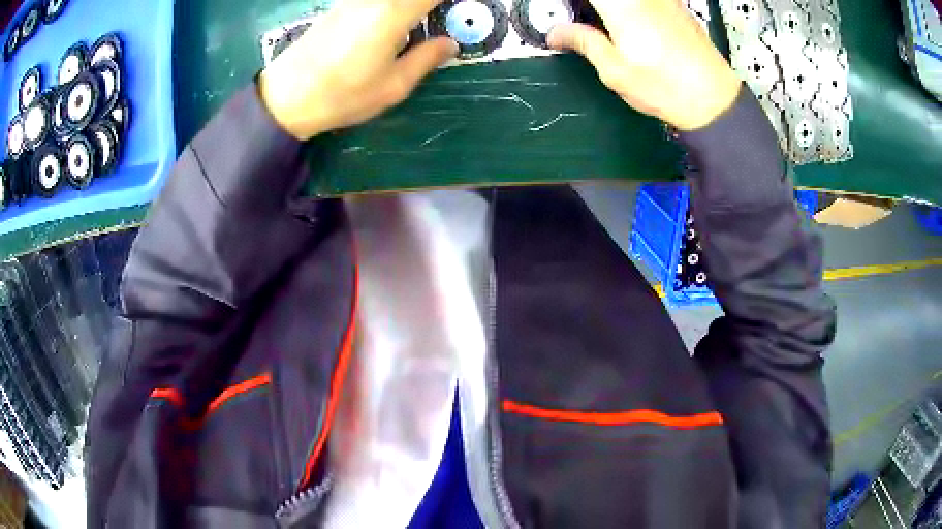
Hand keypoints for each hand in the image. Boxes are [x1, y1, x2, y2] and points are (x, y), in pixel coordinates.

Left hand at [258, 0, 457, 139]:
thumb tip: (450, 43)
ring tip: (419, 20)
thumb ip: (426, 59)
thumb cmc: (342, 95)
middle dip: (429, 4)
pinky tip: (395, 19)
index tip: (460, 8)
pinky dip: (390, 7)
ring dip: (410, 6)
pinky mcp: (340, 5)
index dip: (448, 0)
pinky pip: (373, 0)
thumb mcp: (393, 86)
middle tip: (438, 17)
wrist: (285, 97)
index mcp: (394, 13)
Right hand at [548, 0, 740, 130]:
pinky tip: (626, 23)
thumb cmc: (666, 89)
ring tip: (600, 22)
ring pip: (626, 0)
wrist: (714, 100)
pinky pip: (644, 1)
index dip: (572, 4)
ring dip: (609, 9)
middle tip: (579, 20)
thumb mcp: (615, 72)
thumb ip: (584, 42)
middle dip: (589, 7)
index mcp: (622, 6)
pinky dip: (628, 8)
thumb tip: (555, 33)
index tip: (564, 13)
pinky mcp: (674, 5)